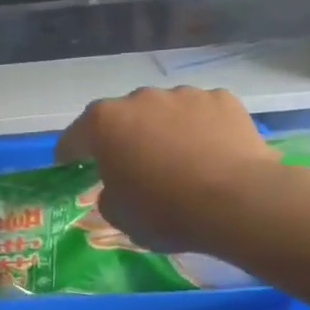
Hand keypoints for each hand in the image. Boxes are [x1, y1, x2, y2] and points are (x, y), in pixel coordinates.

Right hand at [55, 86, 283, 253]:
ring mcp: (183, 94)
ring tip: (178, 160)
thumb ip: (108, 193)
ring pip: (162, 112)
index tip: (72, 169)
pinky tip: (210, 153)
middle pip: (120, 118)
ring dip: (161, 130)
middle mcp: (139, 98)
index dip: (70, 156)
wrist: (239, 202)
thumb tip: (118, 186)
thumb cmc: (164, 210)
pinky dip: (199, 129)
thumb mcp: (117, 215)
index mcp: (103, 123)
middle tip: (131, 167)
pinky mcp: (223, 99)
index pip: (73, 138)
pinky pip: (200, 113)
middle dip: (121, 139)